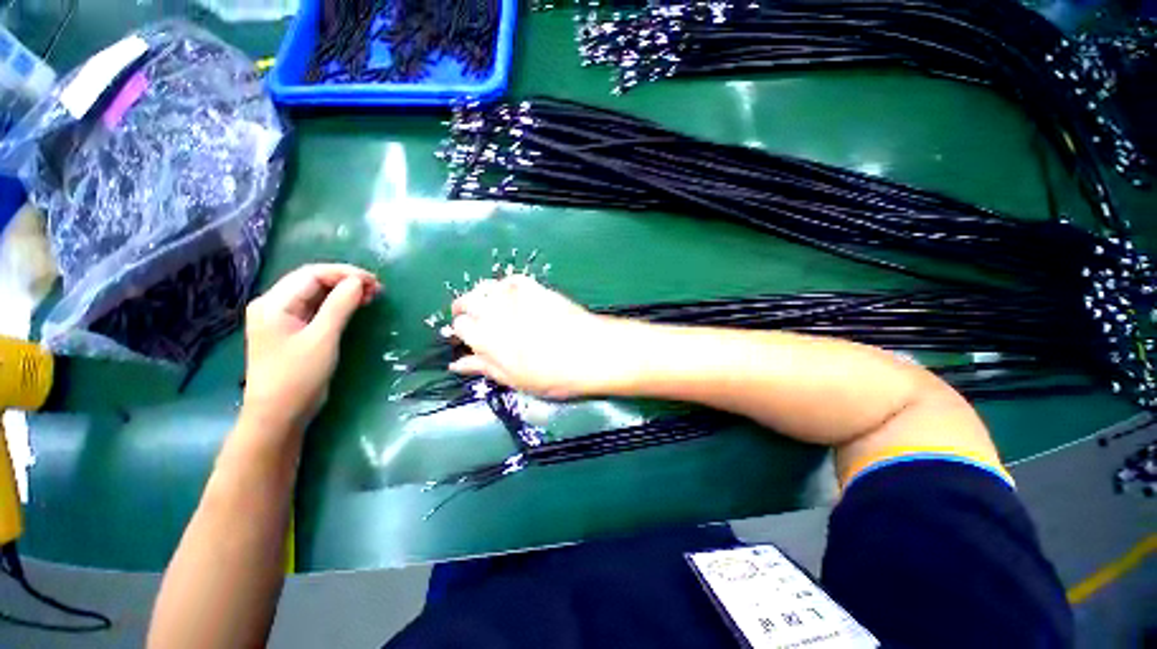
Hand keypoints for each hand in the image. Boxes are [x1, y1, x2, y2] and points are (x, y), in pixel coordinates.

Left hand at [241, 264, 381, 433]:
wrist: (279, 414)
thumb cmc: (298, 375)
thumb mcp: (322, 338)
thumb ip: (339, 305)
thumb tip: (358, 281)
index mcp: (274, 303)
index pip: (312, 274)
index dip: (344, 273)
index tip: (374, 281)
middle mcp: (274, 305)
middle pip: (312, 281)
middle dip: (345, 280)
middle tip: (377, 289)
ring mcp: (282, 318)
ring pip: (316, 294)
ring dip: (343, 292)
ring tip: (371, 296)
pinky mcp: (293, 330)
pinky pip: (316, 308)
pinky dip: (337, 304)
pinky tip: (355, 306)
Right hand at [448, 275, 619, 398]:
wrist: (589, 351)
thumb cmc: (551, 374)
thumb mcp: (514, 380)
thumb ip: (484, 367)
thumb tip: (457, 364)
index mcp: (485, 338)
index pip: (460, 326)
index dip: (463, 331)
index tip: (472, 337)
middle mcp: (494, 311)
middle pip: (467, 301)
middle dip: (466, 308)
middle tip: (477, 319)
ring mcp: (515, 295)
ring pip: (486, 286)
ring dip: (483, 295)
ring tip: (492, 306)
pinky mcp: (535, 287)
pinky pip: (512, 279)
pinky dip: (506, 285)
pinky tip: (512, 294)